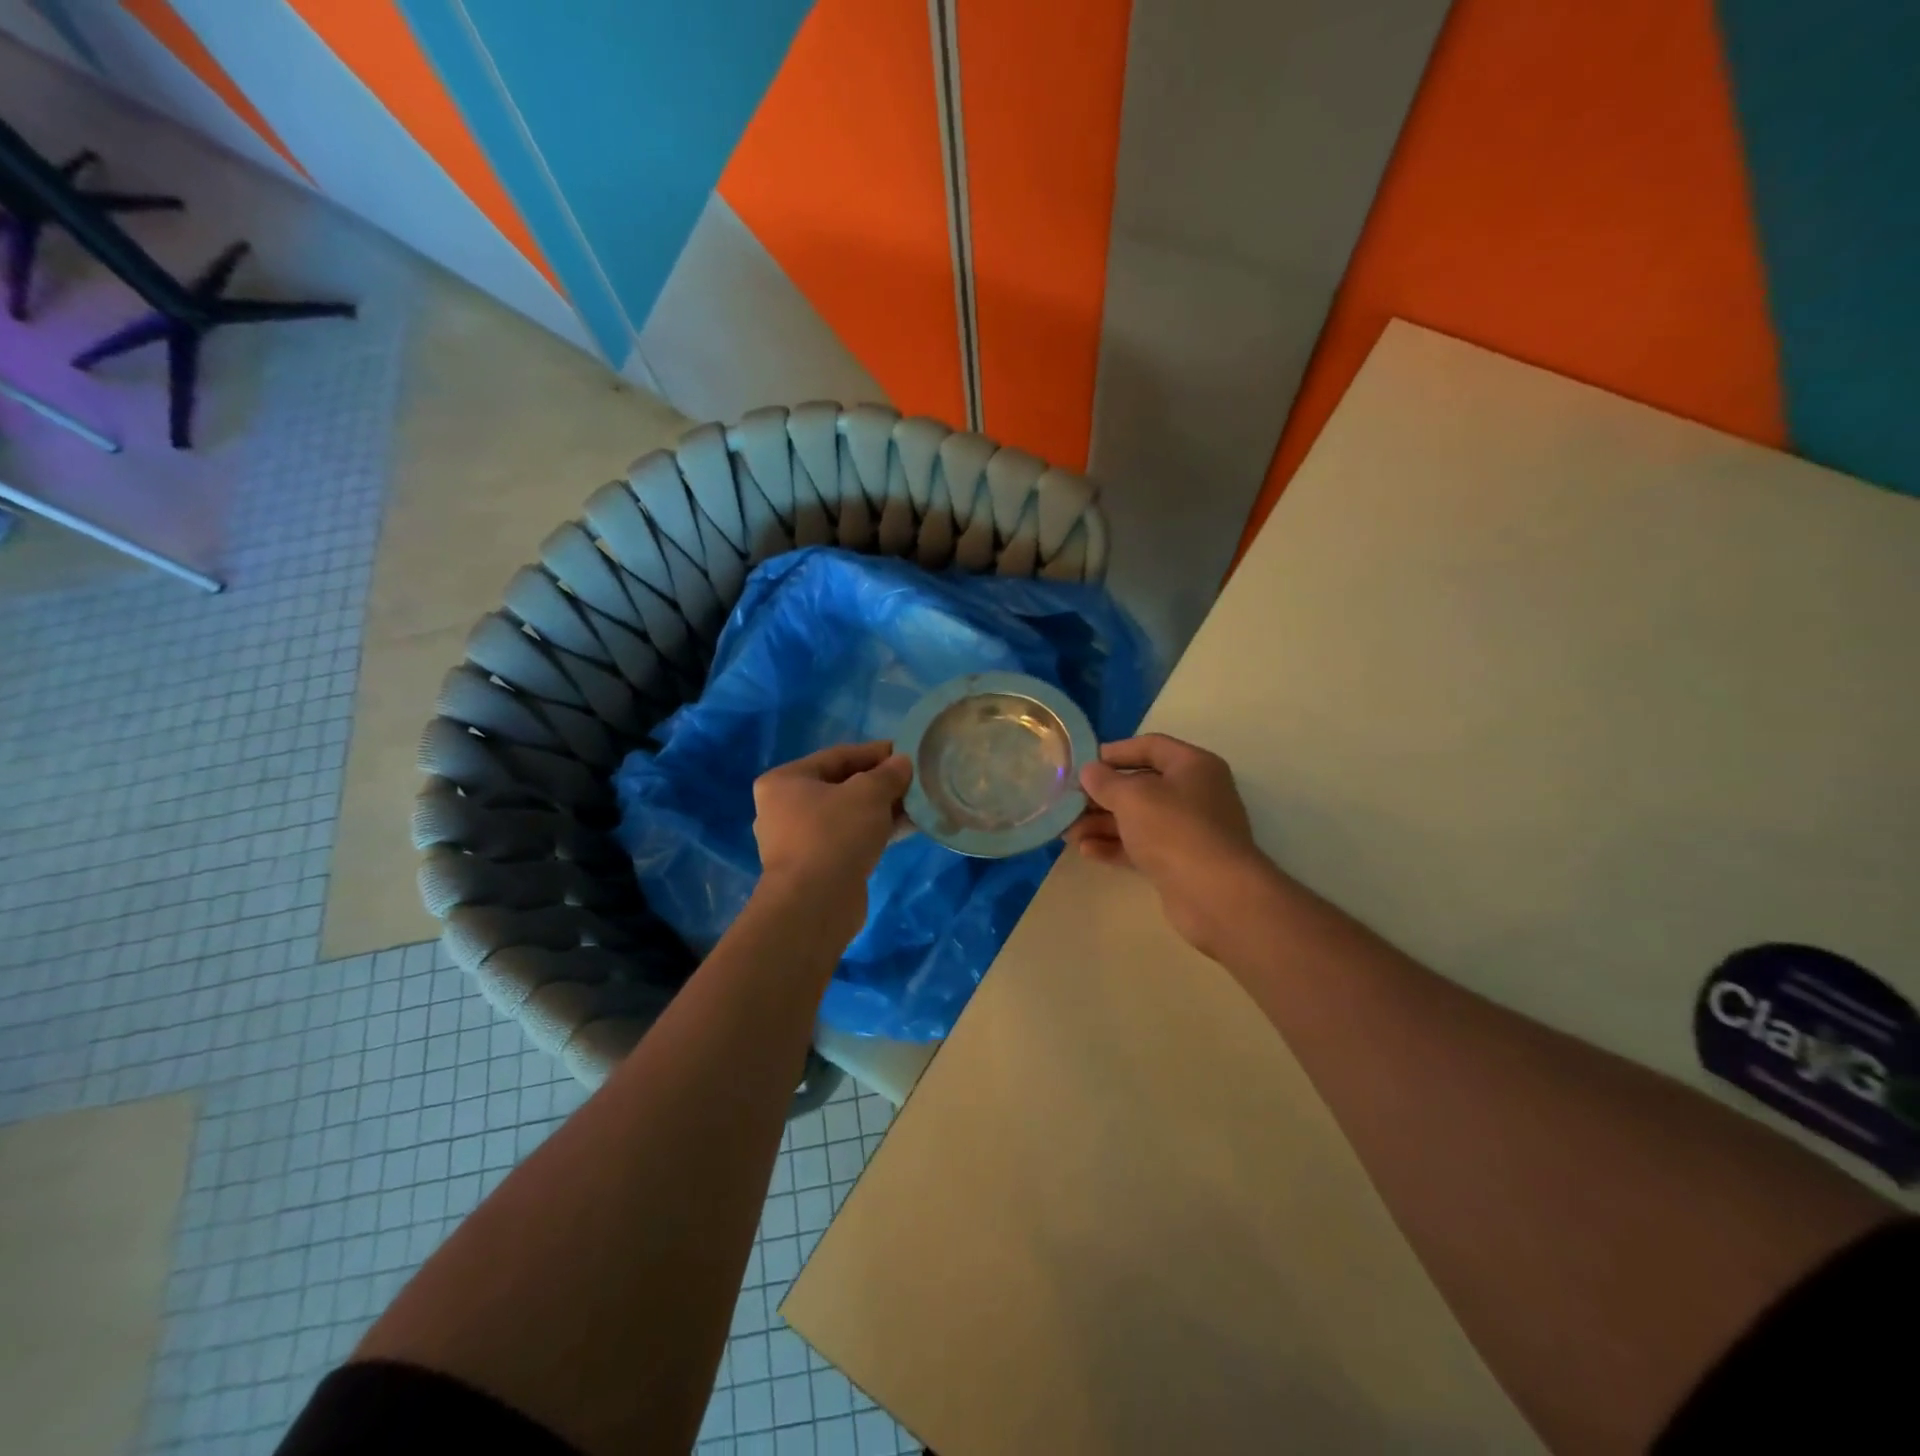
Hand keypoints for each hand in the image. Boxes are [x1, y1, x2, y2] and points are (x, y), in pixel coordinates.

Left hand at [752, 741, 911, 942]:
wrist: (815, 904)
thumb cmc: (834, 835)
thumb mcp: (868, 794)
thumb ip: (888, 774)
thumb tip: (903, 763)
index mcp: (784, 781)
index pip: (838, 756)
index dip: (875, 753)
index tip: (907, 753)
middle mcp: (784, 808)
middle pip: (841, 786)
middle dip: (880, 783)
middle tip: (914, 781)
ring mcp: (798, 841)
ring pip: (848, 815)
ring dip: (882, 809)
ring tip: (917, 805)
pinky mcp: (815, 867)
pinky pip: (849, 839)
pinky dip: (874, 832)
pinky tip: (906, 829)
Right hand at [1067, 733, 1277, 960]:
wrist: (1215, 894)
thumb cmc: (1174, 829)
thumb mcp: (1132, 796)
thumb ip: (1105, 781)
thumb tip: (1089, 771)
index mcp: (1193, 766)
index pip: (1150, 746)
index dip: (1115, 752)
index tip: (1083, 765)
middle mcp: (1194, 794)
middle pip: (1141, 786)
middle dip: (1101, 795)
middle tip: (1068, 804)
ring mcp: (1188, 831)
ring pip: (1138, 819)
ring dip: (1102, 823)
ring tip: (1068, 833)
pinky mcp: (1179, 863)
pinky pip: (1141, 847)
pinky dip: (1114, 846)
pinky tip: (1086, 850)